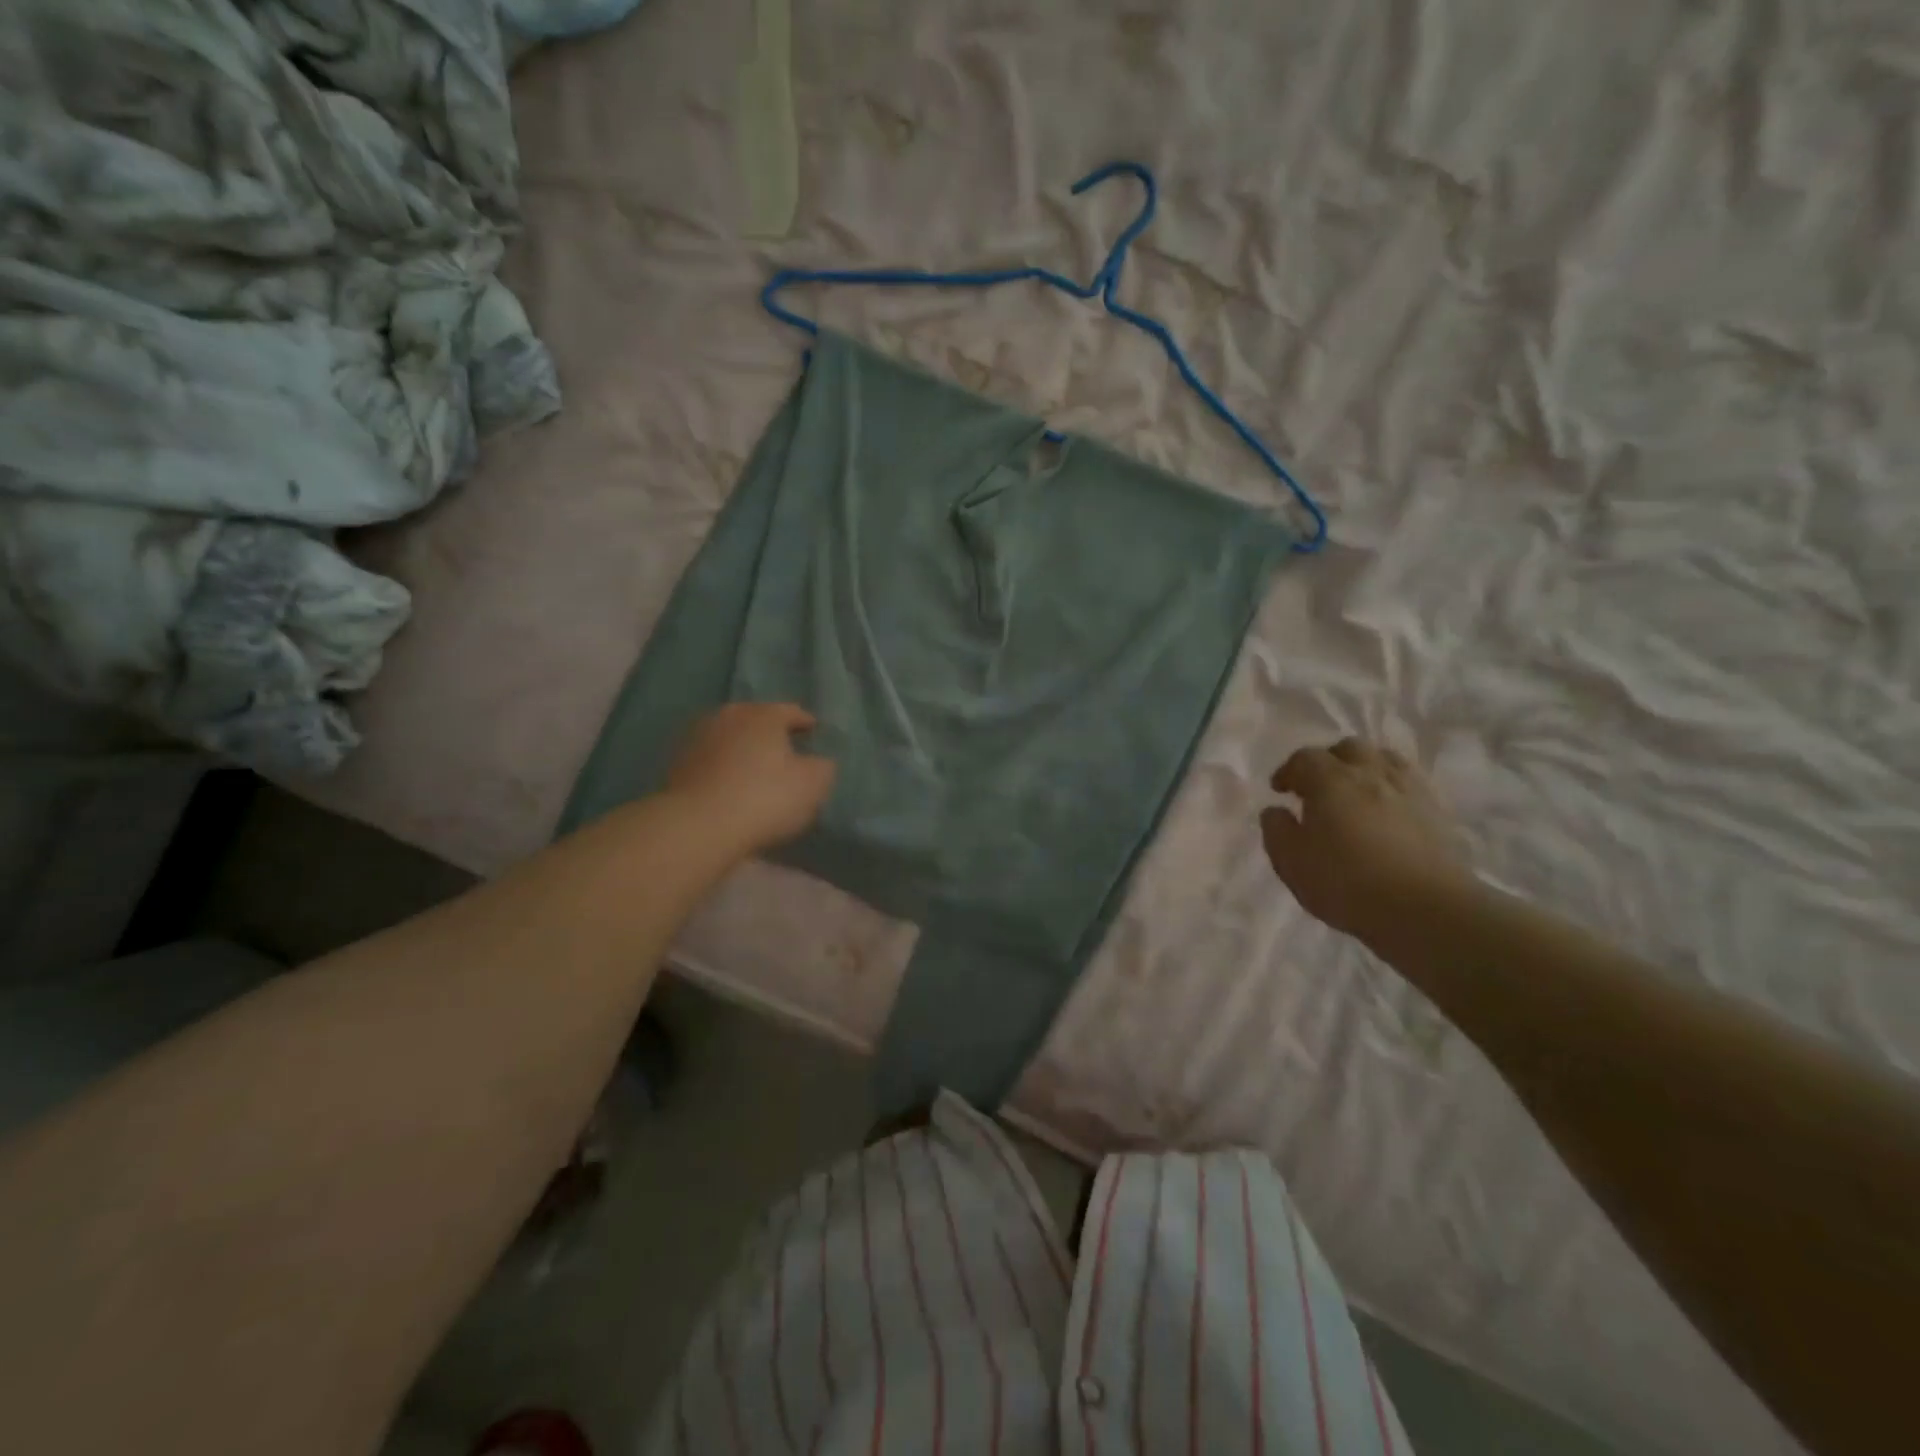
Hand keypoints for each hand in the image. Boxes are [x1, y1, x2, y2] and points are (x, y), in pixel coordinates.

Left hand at [665, 702, 836, 854]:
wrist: (698, 826)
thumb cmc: (764, 798)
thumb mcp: (813, 784)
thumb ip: (823, 767)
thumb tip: (818, 762)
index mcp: (763, 715)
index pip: (791, 711)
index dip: (805, 722)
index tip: (814, 731)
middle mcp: (729, 716)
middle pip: (756, 720)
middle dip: (771, 733)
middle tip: (785, 750)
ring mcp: (698, 738)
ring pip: (730, 738)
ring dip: (743, 749)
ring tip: (756, 768)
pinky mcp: (677, 764)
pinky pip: (711, 759)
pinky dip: (723, 767)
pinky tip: (730, 784)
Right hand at [1260, 739, 1471, 943]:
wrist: (1426, 910)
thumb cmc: (1346, 883)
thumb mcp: (1291, 862)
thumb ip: (1277, 830)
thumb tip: (1275, 811)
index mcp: (1330, 781)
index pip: (1304, 758)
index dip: (1288, 771)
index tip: (1280, 790)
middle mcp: (1370, 774)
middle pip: (1348, 748)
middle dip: (1329, 761)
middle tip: (1318, 787)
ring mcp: (1409, 790)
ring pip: (1385, 759)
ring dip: (1365, 769)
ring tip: (1356, 793)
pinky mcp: (1437, 812)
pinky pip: (1410, 783)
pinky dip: (1393, 788)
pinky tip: (1388, 810)